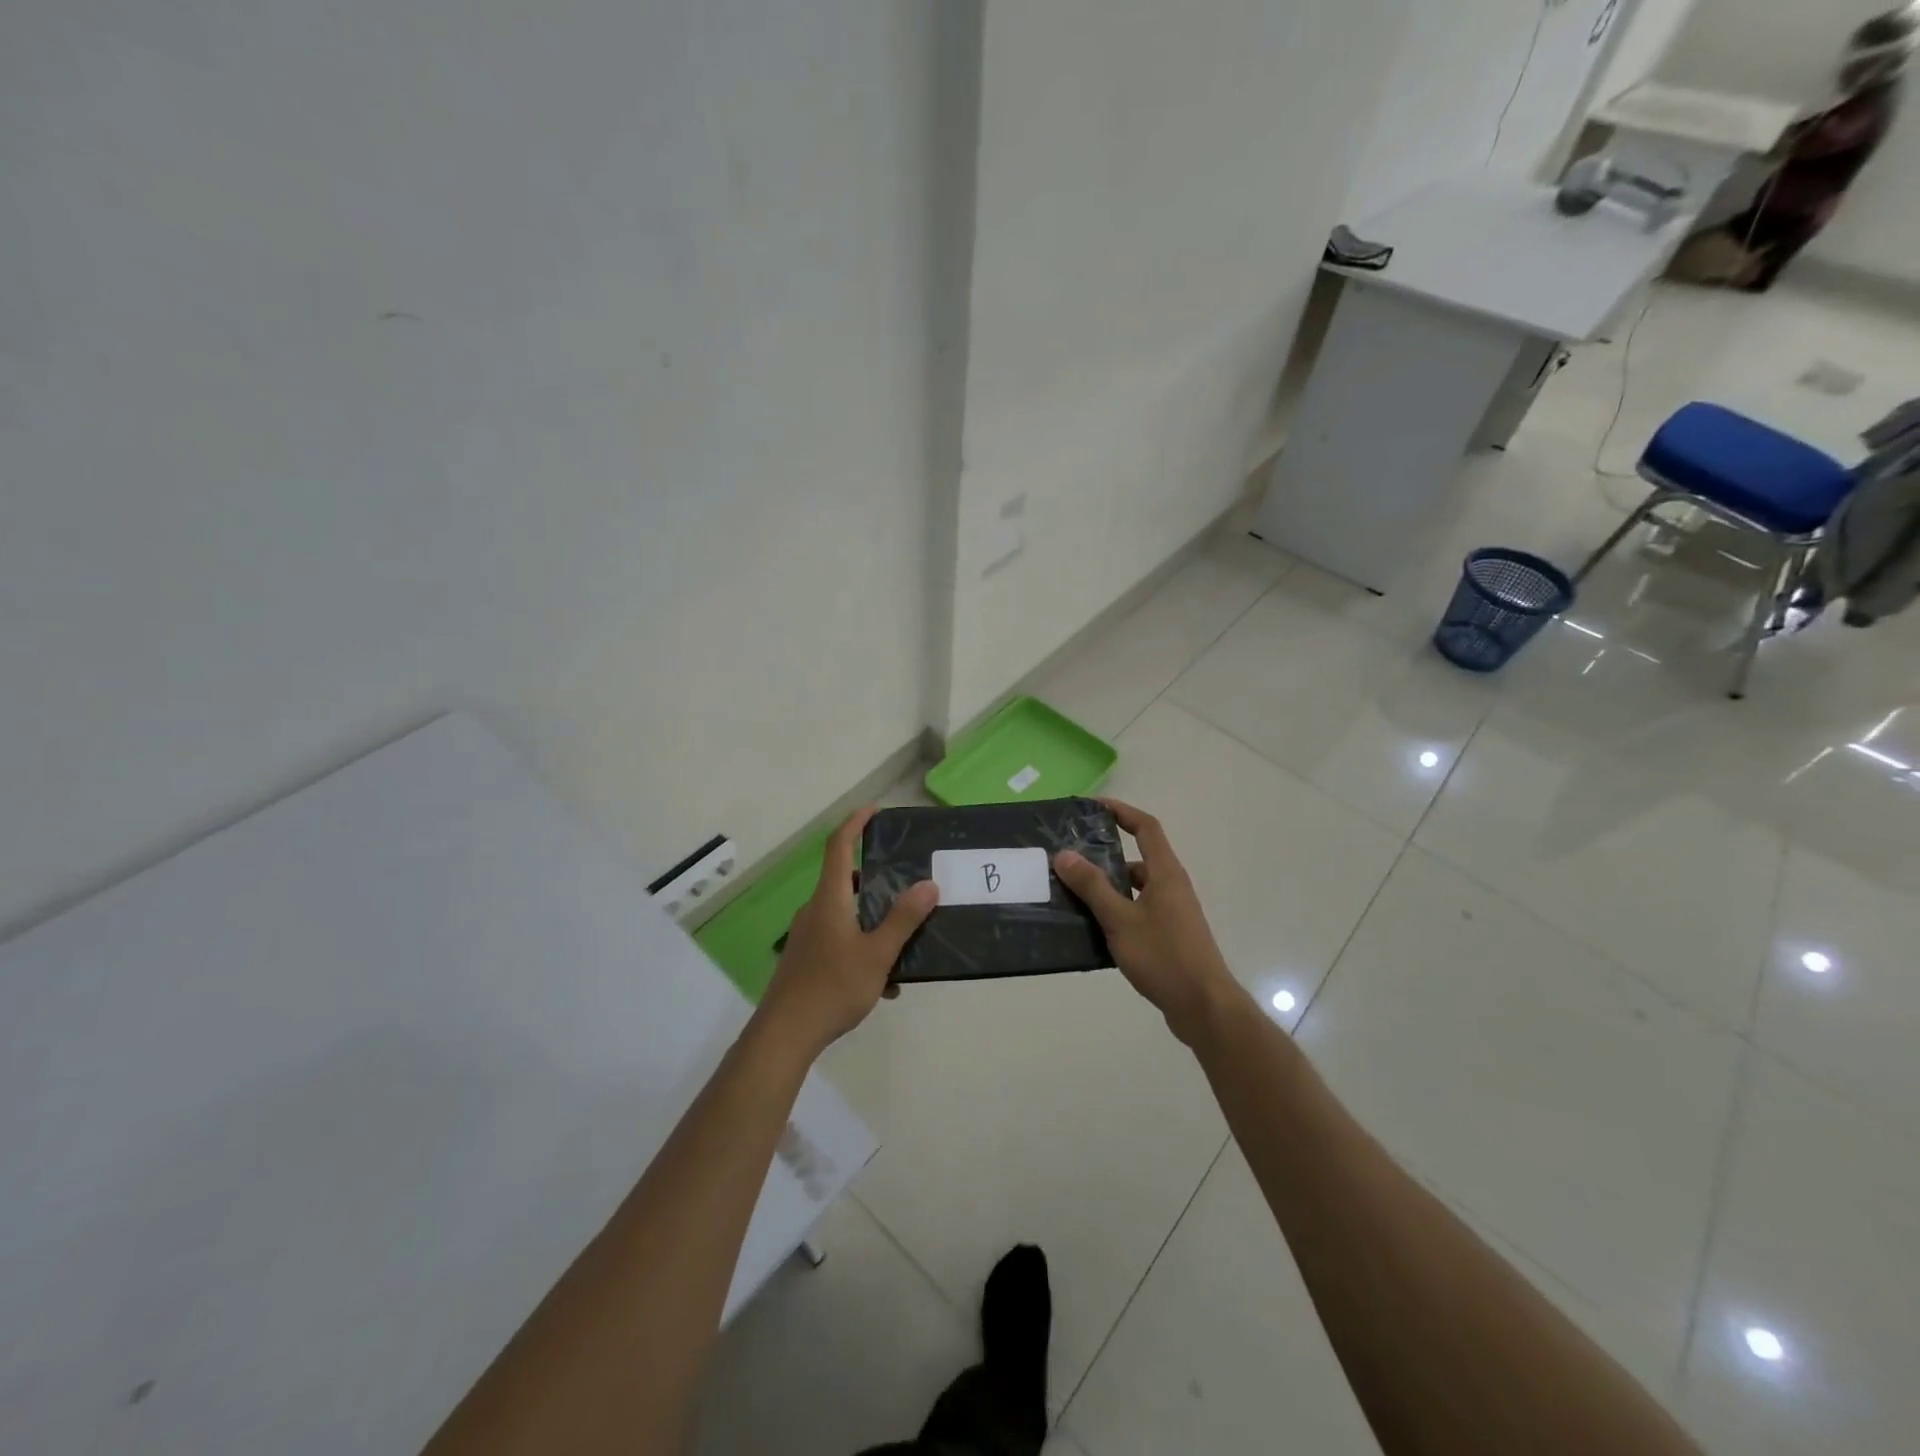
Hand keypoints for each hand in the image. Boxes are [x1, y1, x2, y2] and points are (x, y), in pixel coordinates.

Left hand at [757, 807, 938, 1056]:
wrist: (785, 1034)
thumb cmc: (832, 987)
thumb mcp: (878, 954)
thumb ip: (904, 919)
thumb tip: (929, 884)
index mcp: (830, 898)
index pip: (839, 846)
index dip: (855, 823)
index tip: (875, 810)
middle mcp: (815, 909)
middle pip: (846, 879)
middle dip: (877, 879)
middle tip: (907, 883)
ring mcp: (808, 934)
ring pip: (846, 913)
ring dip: (874, 921)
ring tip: (903, 943)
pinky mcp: (806, 957)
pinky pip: (840, 938)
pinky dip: (863, 947)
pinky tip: (883, 982)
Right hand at [1053, 798, 1242, 1045]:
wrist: (1204, 1007)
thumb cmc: (1164, 956)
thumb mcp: (1120, 919)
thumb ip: (1092, 887)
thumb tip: (1064, 854)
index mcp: (1165, 873)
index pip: (1146, 827)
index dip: (1122, 811)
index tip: (1093, 807)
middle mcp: (1172, 887)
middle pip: (1137, 859)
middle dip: (1104, 857)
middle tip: (1070, 860)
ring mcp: (1173, 913)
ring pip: (1135, 890)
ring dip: (1107, 889)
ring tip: (1072, 896)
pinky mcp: (1169, 937)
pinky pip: (1137, 913)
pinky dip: (1116, 913)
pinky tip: (1092, 930)